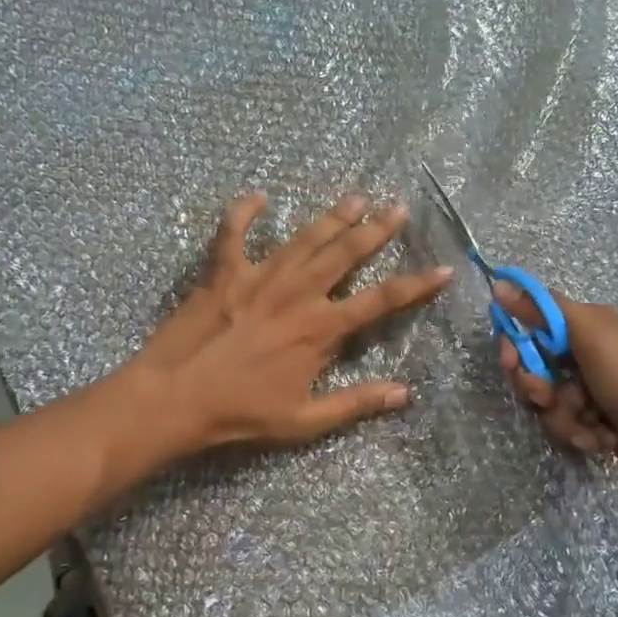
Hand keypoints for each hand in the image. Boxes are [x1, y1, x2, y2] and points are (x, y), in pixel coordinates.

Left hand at [130, 191, 452, 451]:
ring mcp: (259, 277)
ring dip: (332, 216)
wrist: (175, 399)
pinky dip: (243, 213)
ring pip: (304, 238)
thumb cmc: (242, 413)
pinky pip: (232, 233)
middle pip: (345, 254)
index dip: (415, 285)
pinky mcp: (222, 272)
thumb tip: (404, 393)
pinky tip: (257, 196)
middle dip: (376, 229)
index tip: (442, 269)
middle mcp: (297, 294)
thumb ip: (357, 403)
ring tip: (356, 196)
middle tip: (398, 206)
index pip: (380, 301)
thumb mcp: (305, 420)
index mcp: (320, 328)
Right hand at [494, 284, 617, 489]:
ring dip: (565, 419)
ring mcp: (591, 393)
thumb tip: (498, 283)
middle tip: (552, 398)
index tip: (509, 359)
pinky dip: (582, 436)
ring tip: (593, 425)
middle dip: (539, 390)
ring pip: (548, 405)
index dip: (515, 345)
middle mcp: (586, 356)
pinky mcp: (596, 425)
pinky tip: (606, 439)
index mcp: (586, 327)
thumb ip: (541, 310)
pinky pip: (567, 428)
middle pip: (534, 371)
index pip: (532, 327)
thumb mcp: (588, 334)